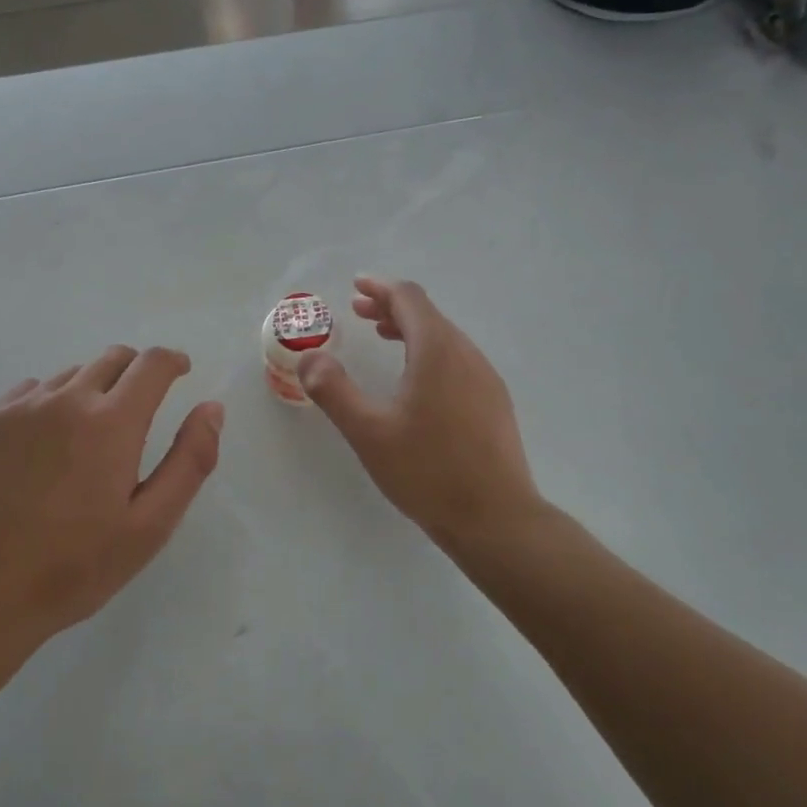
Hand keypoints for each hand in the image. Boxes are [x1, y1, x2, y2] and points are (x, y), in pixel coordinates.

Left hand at [0, 346, 223, 640]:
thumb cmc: (76, 566)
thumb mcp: (151, 525)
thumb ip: (190, 460)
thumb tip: (211, 408)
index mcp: (111, 422)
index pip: (151, 364)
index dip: (172, 361)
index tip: (181, 371)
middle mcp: (66, 399)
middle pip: (112, 359)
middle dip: (136, 371)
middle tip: (142, 405)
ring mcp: (21, 408)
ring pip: (71, 374)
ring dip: (94, 388)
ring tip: (92, 433)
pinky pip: (31, 391)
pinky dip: (52, 402)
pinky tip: (47, 443)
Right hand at [298, 278, 543, 552]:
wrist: (496, 519)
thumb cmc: (428, 471)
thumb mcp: (369, 432)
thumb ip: (334, 390)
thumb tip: (309, 357)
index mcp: (437, 351)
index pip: (409, 298)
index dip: (380, 287)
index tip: (356, 286)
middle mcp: (466, 355)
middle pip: (428, 314)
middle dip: (392, 307)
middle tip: (358, 313)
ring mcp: (486, 379)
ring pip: (445, 337)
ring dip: (411, 330)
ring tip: (383, 338)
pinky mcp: (494, 402)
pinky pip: (457, 359)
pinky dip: (429, 352)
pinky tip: (416, 381)